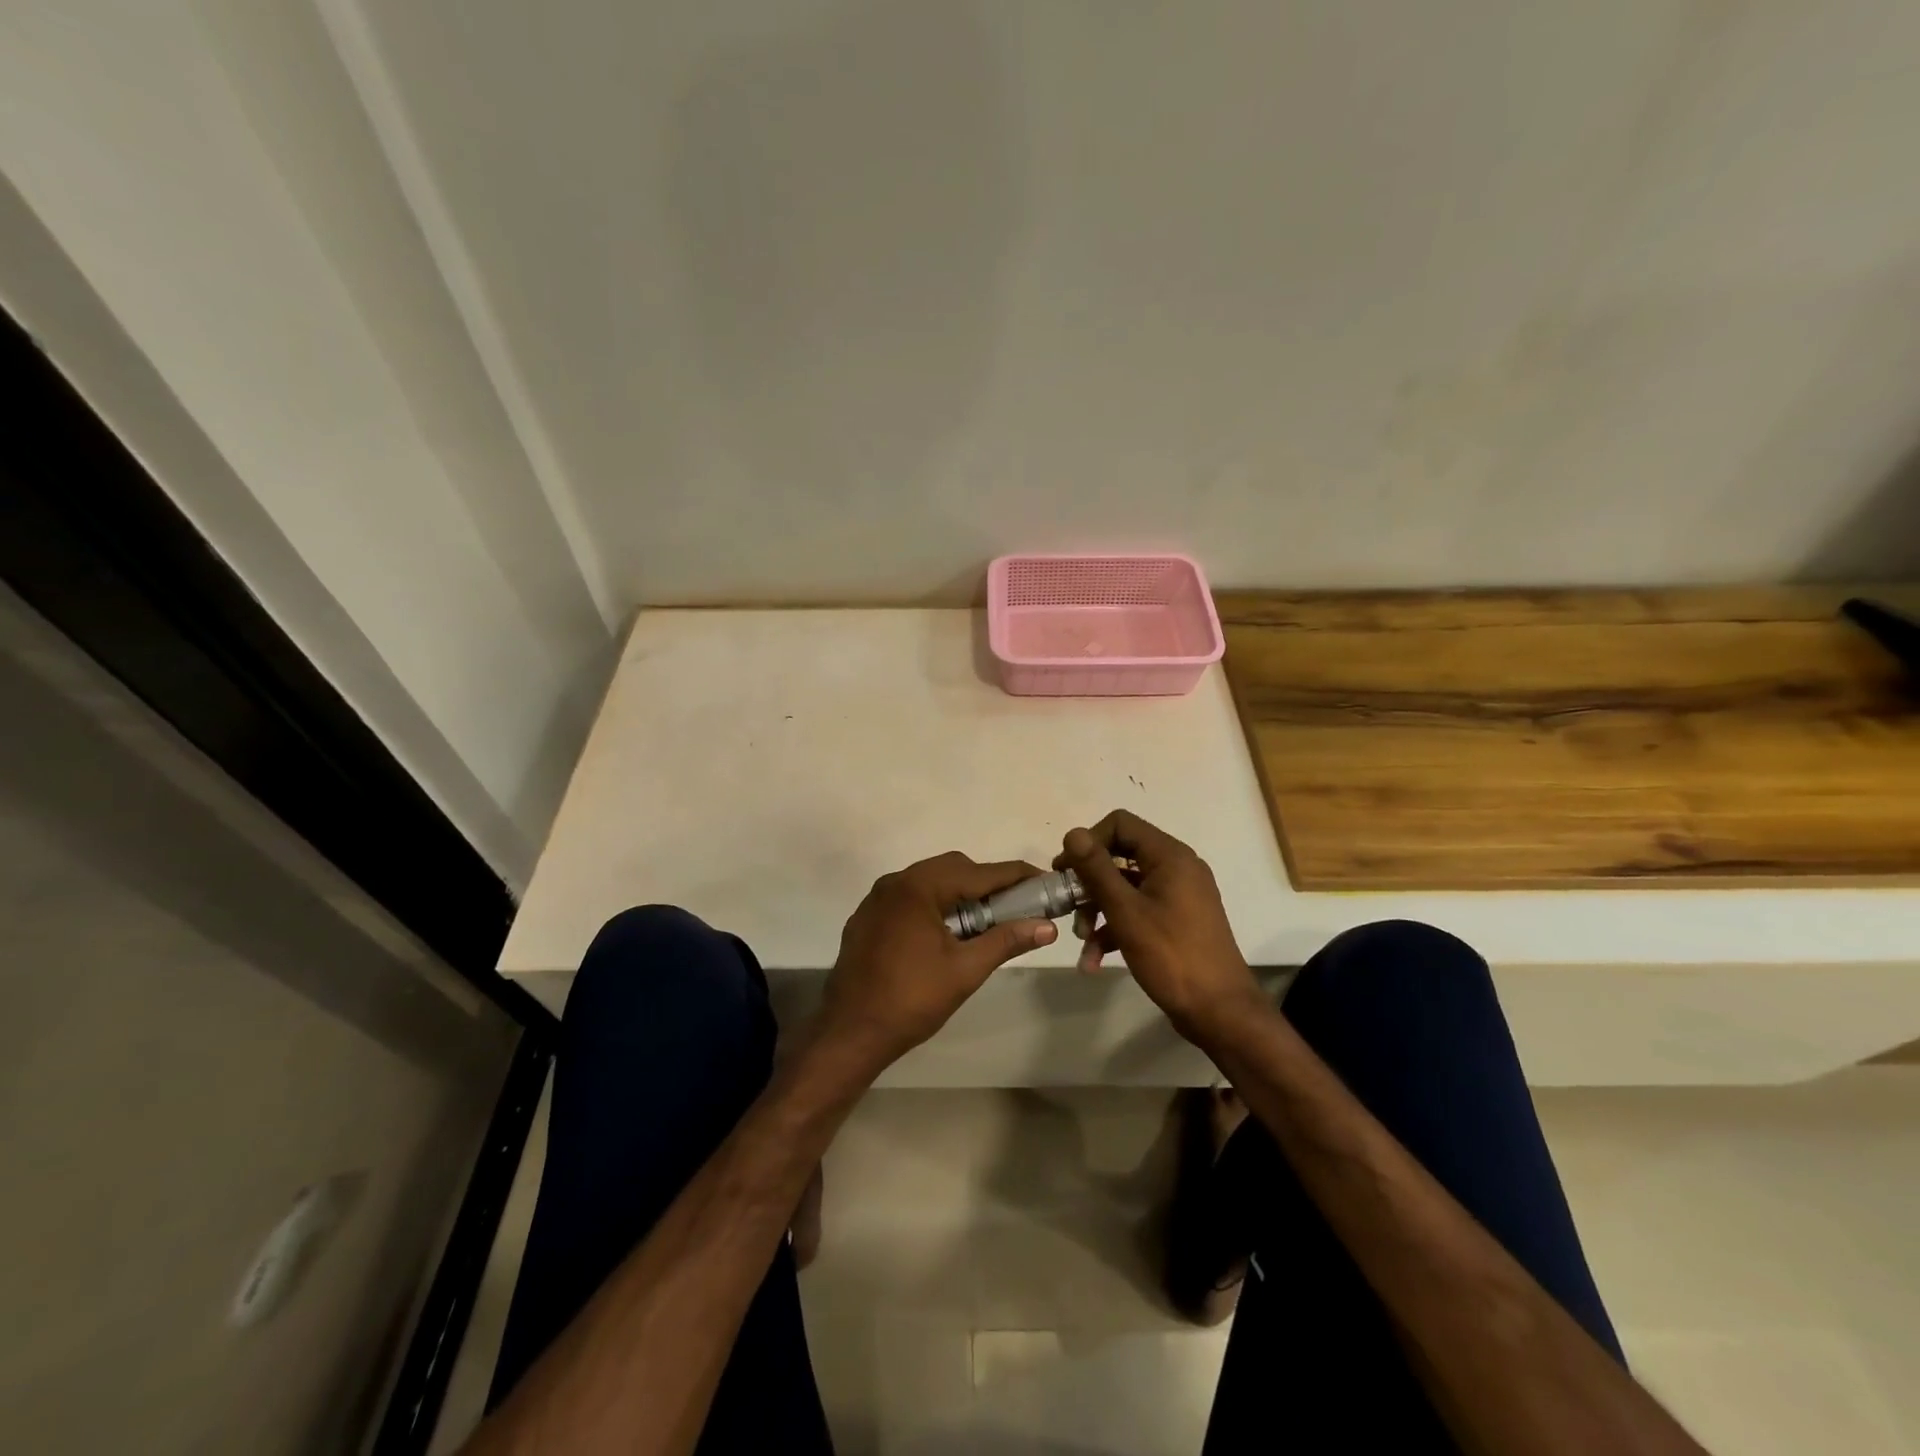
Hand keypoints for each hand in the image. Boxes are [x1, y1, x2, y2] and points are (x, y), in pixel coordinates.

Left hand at [817, 853, 1057, 1073]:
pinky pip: (909, 897)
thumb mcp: (965, 970)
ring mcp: (877, 899)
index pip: (979, 873)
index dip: (1014, 876)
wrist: (850, 1032)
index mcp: (919, 887)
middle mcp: (895, 882)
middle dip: (987, 883)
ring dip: (959, 893)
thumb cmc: (912, 999)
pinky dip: (934, 904)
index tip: (1043, 880)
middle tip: (1015, 906)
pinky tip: (945, 932)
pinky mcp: (867, 917)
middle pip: (953, 868)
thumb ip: (1006, 940)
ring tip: (984, 920)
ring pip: (929, 881)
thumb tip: (1047, 927)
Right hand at [1055, 810, 1265, 1046]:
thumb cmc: (1172, 956)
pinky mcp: (1176, 922)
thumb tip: (1073, 833)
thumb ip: (1097, 869)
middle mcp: (1177, 868)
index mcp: (1170, 856)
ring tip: (1082, 942)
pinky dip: (1115, 930)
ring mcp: (1179, 896)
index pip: (1120, 824)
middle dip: (1089, 884)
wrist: (1220, 1013)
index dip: (1089, 841)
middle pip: (1120, 857)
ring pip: (1125, 888)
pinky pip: (1138, 912)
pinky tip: (1094, 960)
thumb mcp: (1126, 911)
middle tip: (1065, 906)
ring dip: (1098, 911)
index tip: (1066, 870)